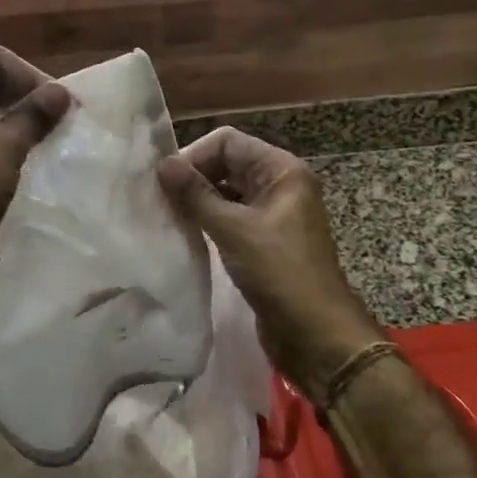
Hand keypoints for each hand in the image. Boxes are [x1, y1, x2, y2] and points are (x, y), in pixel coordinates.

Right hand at [158, 127, 380, 399]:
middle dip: (194, 176)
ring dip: (199, 199)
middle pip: (227, 163)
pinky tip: (186, 234)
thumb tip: (162, 164)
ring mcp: (274, 213)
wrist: (316, 336)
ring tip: (167, 215)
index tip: (164, 181)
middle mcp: (280, 184)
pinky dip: (209, 220)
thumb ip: (195, 194)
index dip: (194, 155)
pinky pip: (232, 217)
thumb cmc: (279, 273)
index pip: (228, 142)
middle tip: (160, 198)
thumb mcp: (233, 230)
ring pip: (227, 191)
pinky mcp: (265, 240)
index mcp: (281, 170)